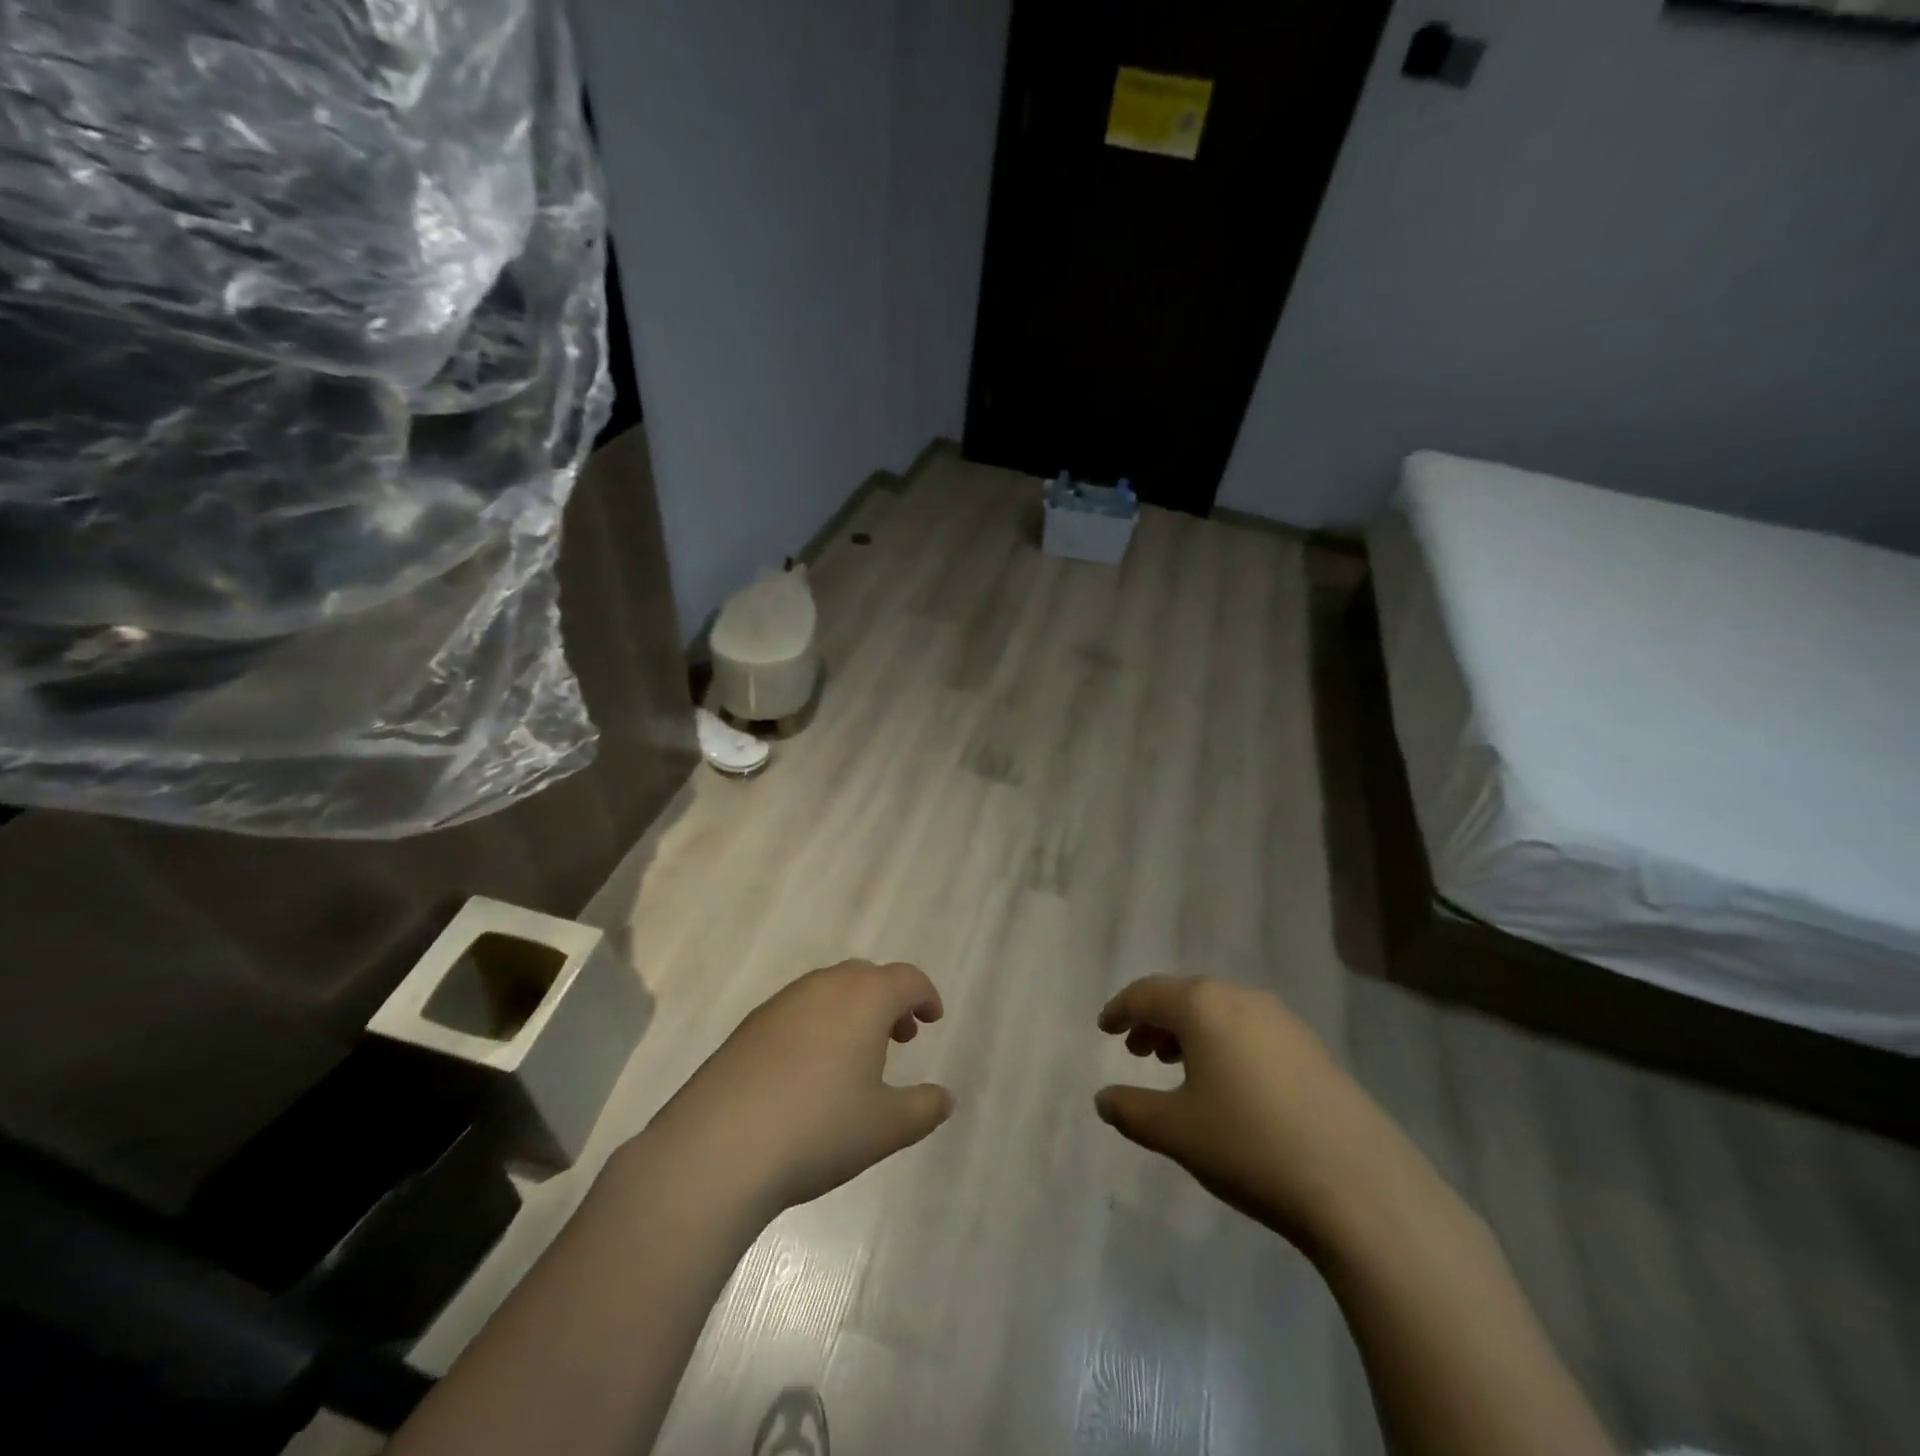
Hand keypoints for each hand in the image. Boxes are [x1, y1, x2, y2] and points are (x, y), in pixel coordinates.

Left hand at [639, 960, 954, 1219]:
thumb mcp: (885, 1127)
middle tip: (900, 1037)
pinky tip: (810, 1072)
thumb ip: (923, 1108)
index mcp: (864, 997)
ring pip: (829, 991)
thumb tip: (944, 1098)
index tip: (933, 1018)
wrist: (718, 1148)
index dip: (925, 995)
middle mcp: (823, 987)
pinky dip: (818, 1025)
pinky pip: (797, 1011)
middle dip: (889, 1001)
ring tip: (856, 1057)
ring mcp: (781, 1003)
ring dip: (852, 1011)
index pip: (906, 979)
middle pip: (866, 977)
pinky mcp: (749, 1027)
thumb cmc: (818, 1129)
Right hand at [1095, 975, 1422, 1253]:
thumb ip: (1131, 1110)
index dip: (1120, 1009)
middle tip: (1135, 1050)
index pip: (1147, 993)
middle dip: (1155, 1020)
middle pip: (1185, 996)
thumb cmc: (1249, 1145)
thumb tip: (1103, 1099)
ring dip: (1189, 1032)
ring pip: (1220, 1012)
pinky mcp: (1312, 1049)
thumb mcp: (1176, 1131)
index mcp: (1203, 1005)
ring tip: (1175, 1066)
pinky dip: (1223, 1044)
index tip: (1103, 1027)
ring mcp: (1283, 1022)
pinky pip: (1250, 1030)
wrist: (1360, 1186)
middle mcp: (1242, 999)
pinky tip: (1226, 1085)